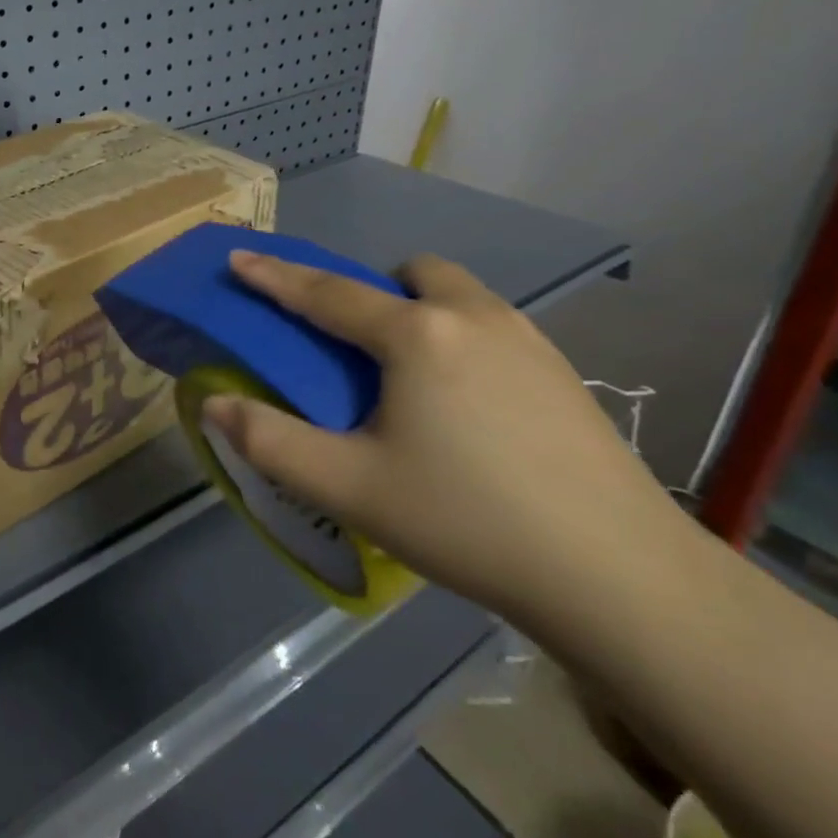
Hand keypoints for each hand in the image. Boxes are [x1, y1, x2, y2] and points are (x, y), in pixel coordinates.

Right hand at [202, 252, 679, 629]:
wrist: (624, 579)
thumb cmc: (470, 521)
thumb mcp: (351, 488)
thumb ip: (270, 442)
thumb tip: (214, 404)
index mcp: (415, 335)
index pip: (326, 293)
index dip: (275, 276)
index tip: (238, 258)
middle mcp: (472, 317)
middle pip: (410, 274)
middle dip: (372, 289)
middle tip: (355, 343)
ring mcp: (529, 340)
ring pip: (458, 295)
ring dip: (421, 309)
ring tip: (409, 375)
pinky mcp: (564, 373)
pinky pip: (492, 326)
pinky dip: (460, 338)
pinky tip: (467, 405)